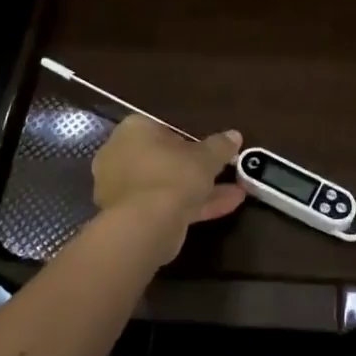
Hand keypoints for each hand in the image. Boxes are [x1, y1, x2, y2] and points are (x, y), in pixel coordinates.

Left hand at [90, 117, 245, 261]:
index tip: (210, 152)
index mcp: (134, 131)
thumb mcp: (206, 157)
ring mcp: (120, 189)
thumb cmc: (173, 175)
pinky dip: (189, 206)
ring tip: (236, 194)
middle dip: (195, 169)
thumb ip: (220, 145)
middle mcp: (120, 156)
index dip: (190, 141)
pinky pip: (163, 205)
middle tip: (222, 174)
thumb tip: (234, 135)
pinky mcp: (127, 217)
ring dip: (198, 190)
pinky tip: (223, 209)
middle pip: (163, 160)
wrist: (144, 225)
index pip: (163, 129)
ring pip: (166, 186)